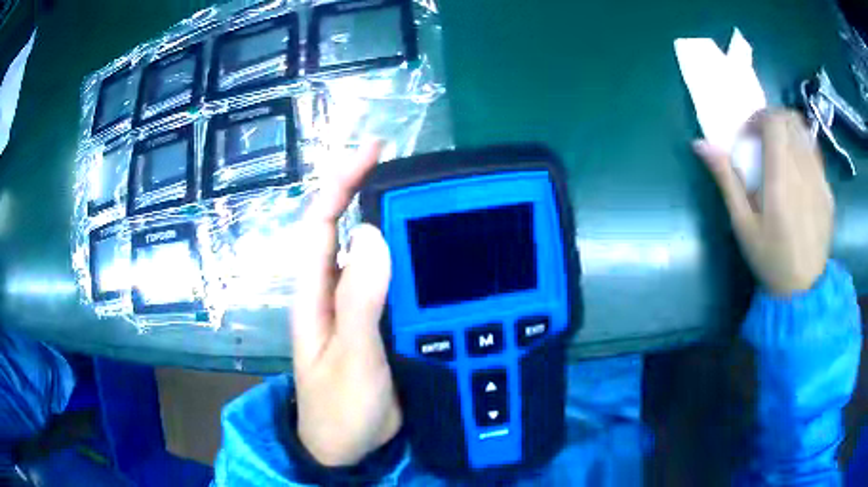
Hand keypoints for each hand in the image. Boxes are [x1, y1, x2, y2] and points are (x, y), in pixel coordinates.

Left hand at [291, 142, 401, 465]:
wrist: (348, 447)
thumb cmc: (340, 408)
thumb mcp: (350, 358)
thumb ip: (359, 302)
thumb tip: (373, 235)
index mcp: (316, 293)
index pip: (321, 223)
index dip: (340, 182)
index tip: (373, 151)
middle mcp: (334, 290)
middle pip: (348, 229)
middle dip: (371, 192)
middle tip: (415, 173)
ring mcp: (358, 306)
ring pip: (375, 254)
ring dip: (397, 225)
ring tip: (433, 204)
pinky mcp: (380, 322)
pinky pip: (395, 282)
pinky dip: (412, 261)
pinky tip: (438, 254)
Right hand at [694, 109, 833, 295]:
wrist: (803, 291)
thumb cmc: (770, 259)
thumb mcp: (742, 225)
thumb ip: (726, 180)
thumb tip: (701, 144)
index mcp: (781, 179)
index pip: (775, 121)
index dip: (759, 118)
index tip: (749, 136)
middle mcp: (804, 172)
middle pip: (791, 120)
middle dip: (774, 120)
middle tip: (763, 139)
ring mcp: (820, 181)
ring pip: (805, 133)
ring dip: (789, 133)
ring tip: (780, 155)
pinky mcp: (828, 192)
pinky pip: (815, 156)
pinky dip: (802, 152)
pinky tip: (797, 176)